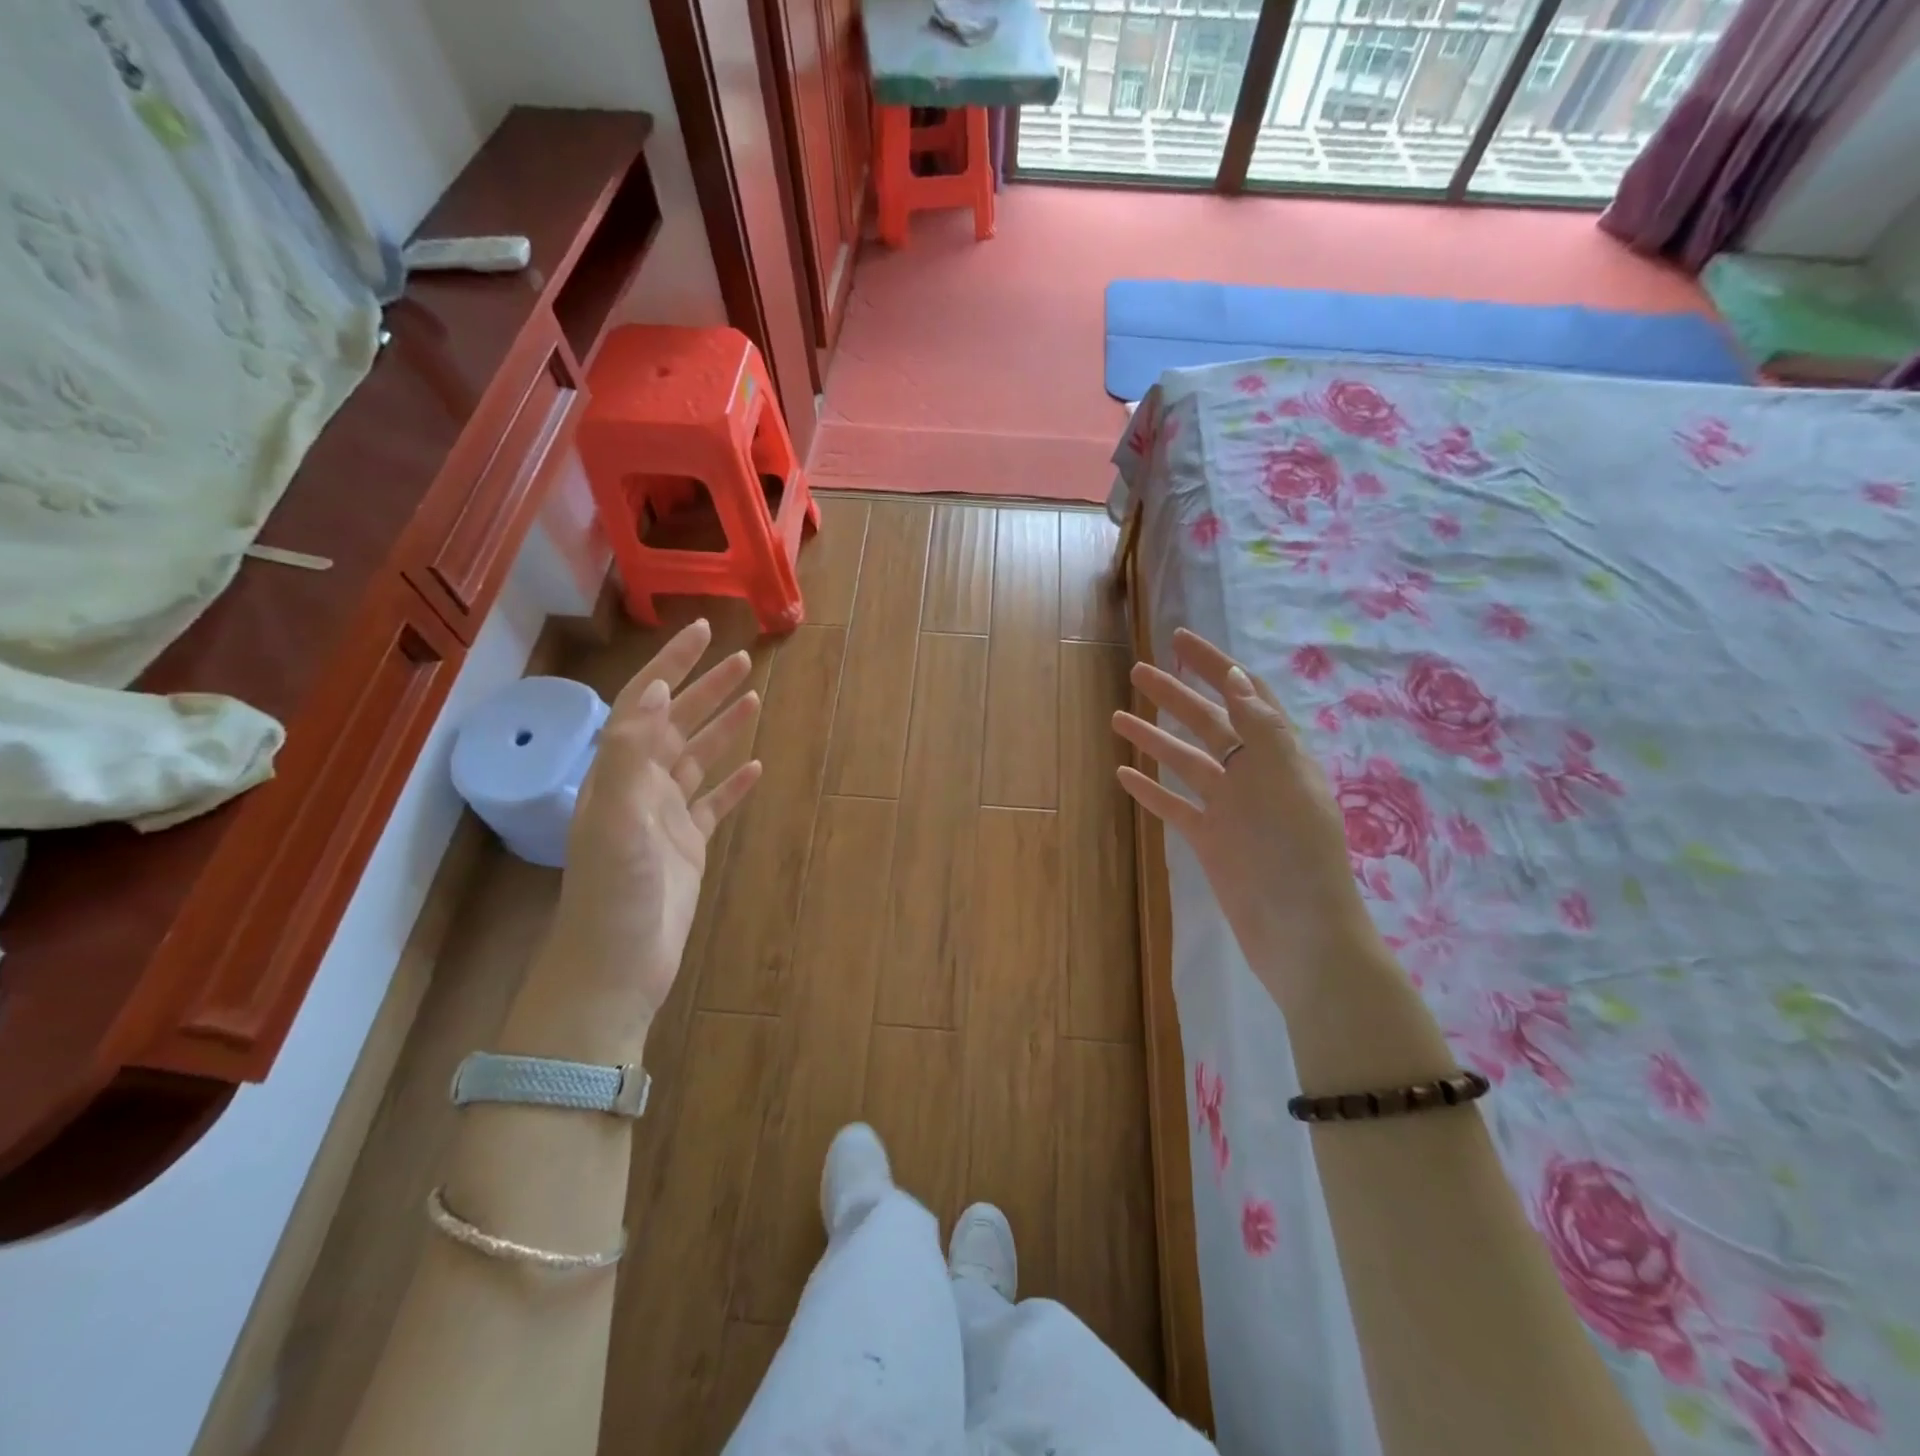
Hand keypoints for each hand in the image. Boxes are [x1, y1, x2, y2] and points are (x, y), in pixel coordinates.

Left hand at [547, 620, 762, 1031]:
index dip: (669, 666)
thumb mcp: (616, 819)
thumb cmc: (613, 893)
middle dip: (705, 689)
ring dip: (723, 728)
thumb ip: (631, 753)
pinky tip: (756, 768)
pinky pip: (715, 803)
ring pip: (698, 759)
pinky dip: (735, 783)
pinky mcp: (689, 845)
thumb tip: (657, 690)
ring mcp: (666, 817)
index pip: (645, 704)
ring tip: (754, 698)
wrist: (616, 967)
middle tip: (742, 659)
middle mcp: (640, 787)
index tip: (698, 633)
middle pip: (677, 725)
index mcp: (618, 774)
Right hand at [1112, 628, 1381, 1010]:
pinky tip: (1123, 774)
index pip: (1245, 695)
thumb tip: (1237, 678)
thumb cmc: (1298, 854)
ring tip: (1118, 717)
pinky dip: (1150, 790)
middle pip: (1209, 722)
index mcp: (1278, 754)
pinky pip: (1174, 806)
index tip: (1180, 639)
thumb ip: (1261, 729)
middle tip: (1138, 670)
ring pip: (1185, 762)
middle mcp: (1254, 775)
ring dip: (1154, 738)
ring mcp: (1230, 809)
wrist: (1301, 933)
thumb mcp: (1285, 781)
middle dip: (1176, 694)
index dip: (1216, 664)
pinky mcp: (1210, 841)